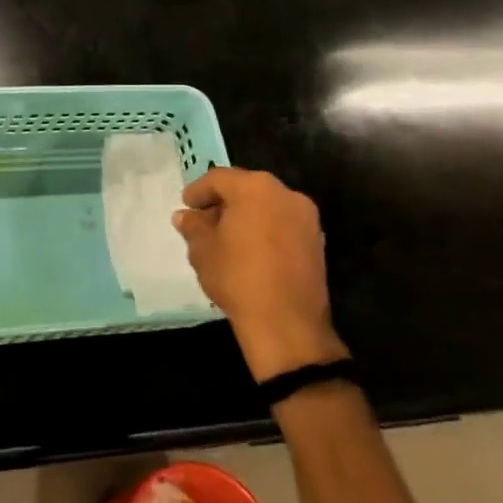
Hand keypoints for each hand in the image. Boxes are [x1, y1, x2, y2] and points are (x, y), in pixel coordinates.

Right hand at [172, 167, 346, 382]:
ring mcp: (306, 217)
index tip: (186, 205)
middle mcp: (284, 193)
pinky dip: (265, 230)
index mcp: (254, 187)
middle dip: (224, 202)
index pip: (219, 178)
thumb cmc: (237, 277)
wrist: (287, 323)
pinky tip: (250, 251)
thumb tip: (185, 216)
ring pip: (267, 206)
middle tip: (204, 220)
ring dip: (246, 216)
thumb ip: (193, 226)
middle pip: (246, 188)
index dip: (198, 190)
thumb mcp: (202, 250)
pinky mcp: (317, 242)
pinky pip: (283, 225)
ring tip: (226, 237)